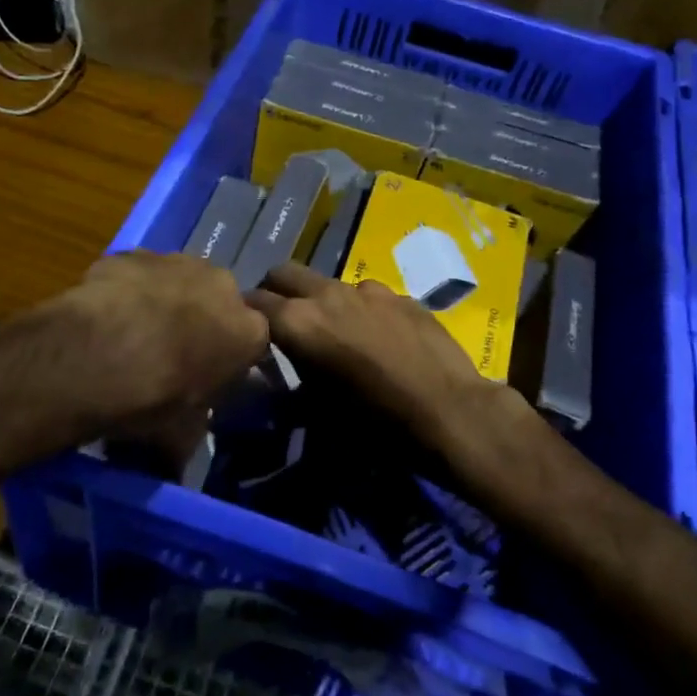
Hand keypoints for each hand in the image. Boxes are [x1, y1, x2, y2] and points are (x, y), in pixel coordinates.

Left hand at [48, 251, 270, 449]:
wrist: (99, 354)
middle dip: (199, 321)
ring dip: (163, 301)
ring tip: (129, 333)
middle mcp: (222, 286)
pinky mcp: (135, 254)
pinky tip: (104, 314)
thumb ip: (189, 435)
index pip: (252, 342)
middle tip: (167, 353)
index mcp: (248, 332)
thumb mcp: (180, 436)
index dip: (227, 359)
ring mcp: (178, 262)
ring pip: (178, 281)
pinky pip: (137, 273)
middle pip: (217, 303)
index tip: (205, 377)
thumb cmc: (154, 399)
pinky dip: (127, 288)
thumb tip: (174, 461)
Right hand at [248, 262, 510, 453]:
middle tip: (281, 320)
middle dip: (276, 290)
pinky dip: (360, 309)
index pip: (253, 302)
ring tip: (334, 331)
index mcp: (299, 322)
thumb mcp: (320, 415)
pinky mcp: (400, 295)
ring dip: (320, 300)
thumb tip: (279, 385)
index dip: (245, 315)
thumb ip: (292, 389)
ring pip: (327, 283)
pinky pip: (368, 295)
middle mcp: (327, 295)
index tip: (246, 331)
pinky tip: (378, 337)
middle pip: (284, 273)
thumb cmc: (377, 422)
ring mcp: (367, 290)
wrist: (451, 413)